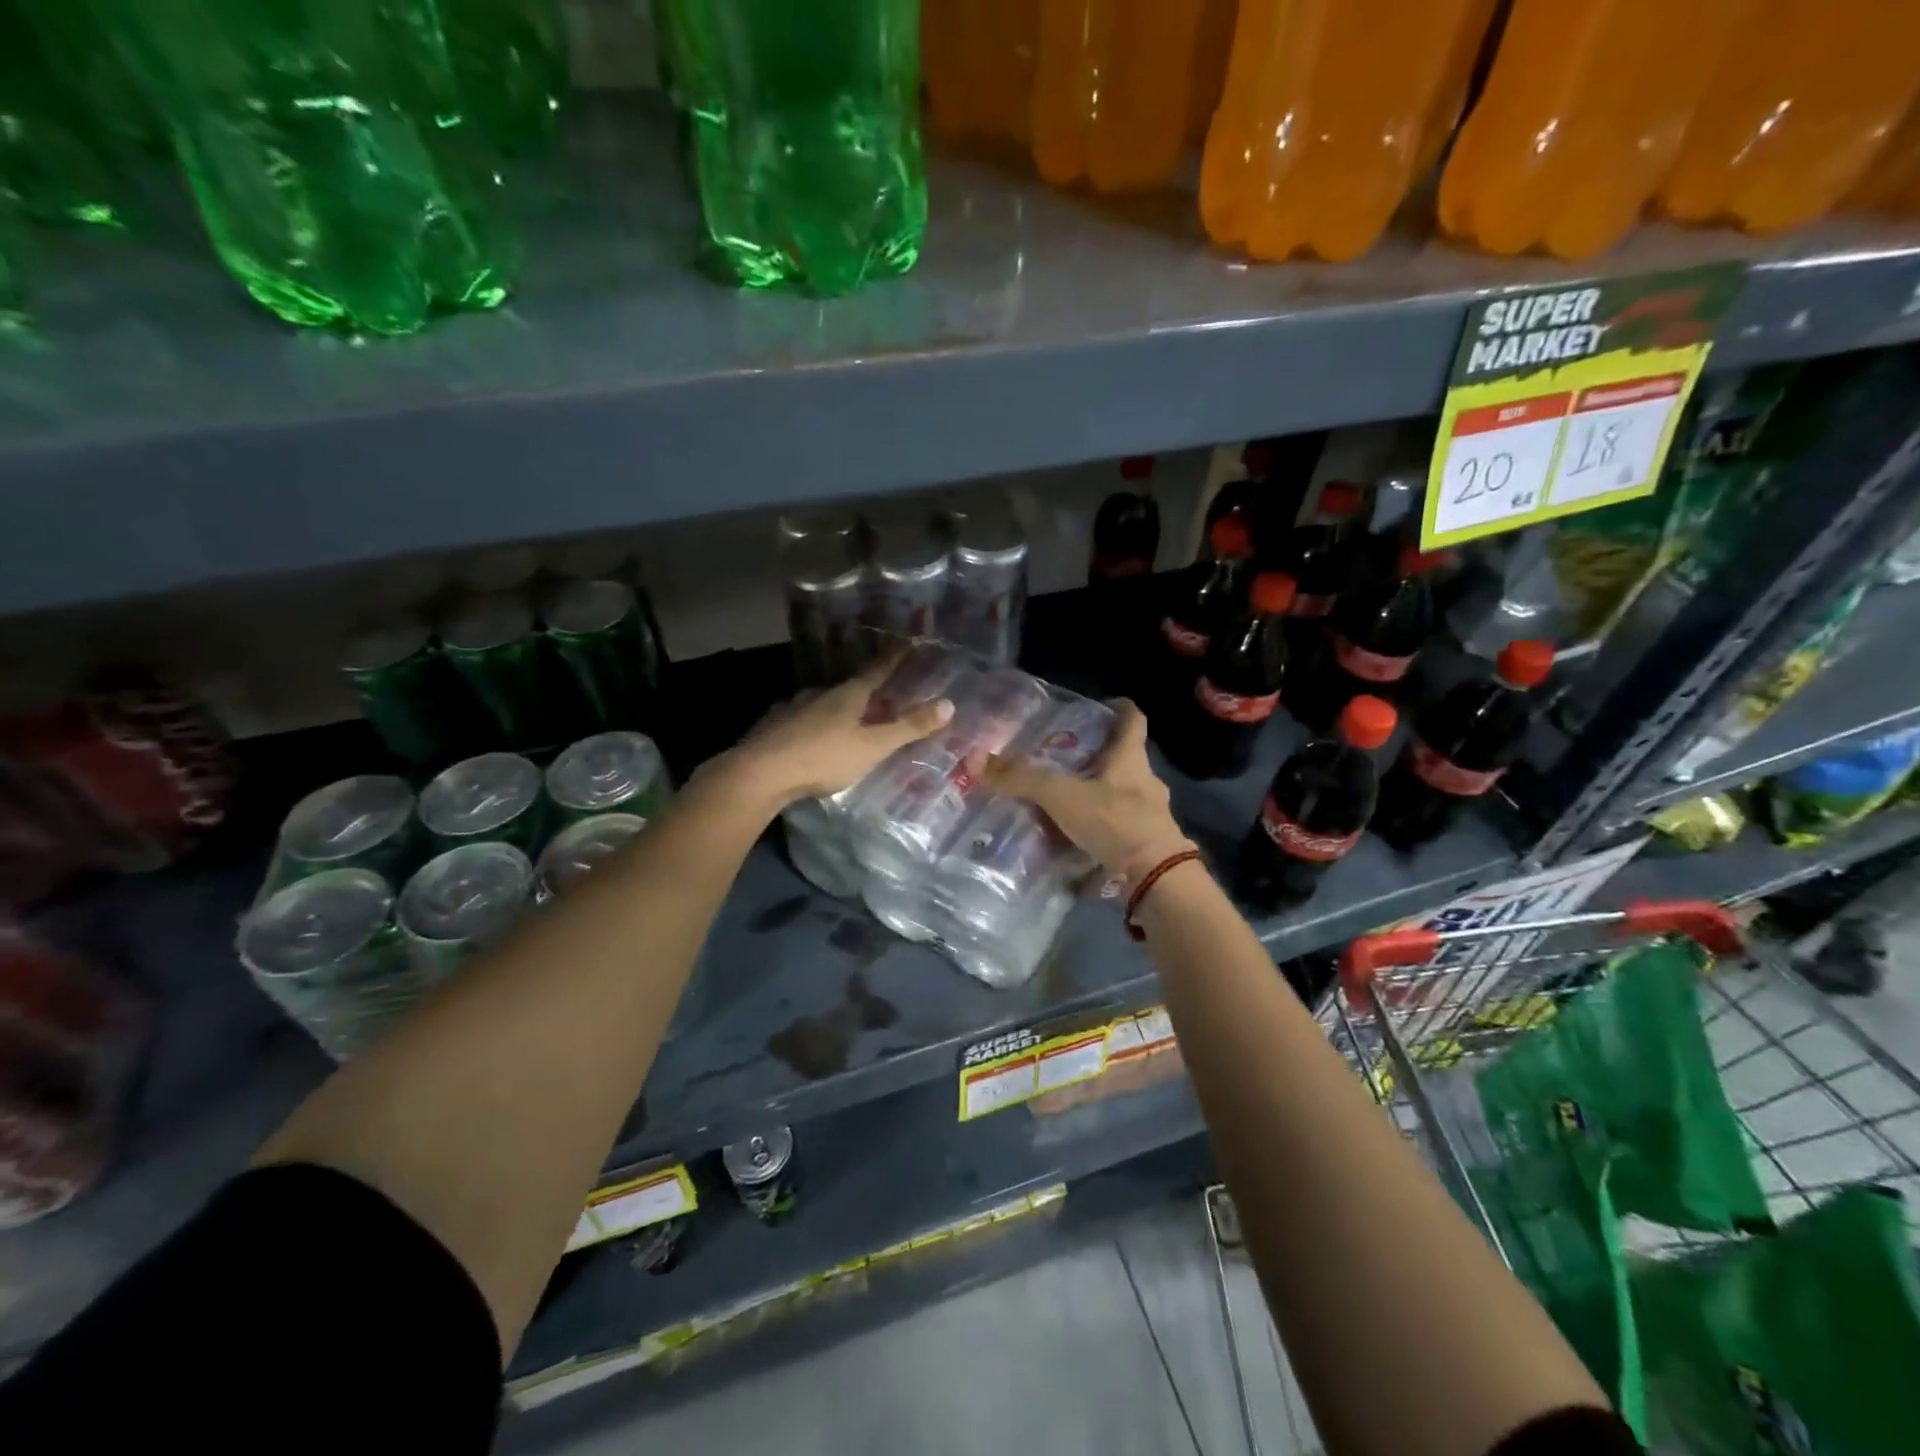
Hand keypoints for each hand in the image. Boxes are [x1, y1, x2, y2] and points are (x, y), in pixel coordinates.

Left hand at [717, 656, 954, 810]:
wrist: (759, 773)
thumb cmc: (822, 758)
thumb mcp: (872, 746)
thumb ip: (908, 728)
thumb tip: (949, 704)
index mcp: (847, 695)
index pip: (877, 671)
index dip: (894, 658)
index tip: (907, 642)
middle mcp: (819, 694)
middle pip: (848, 688)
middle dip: (864, 691)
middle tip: (878, 698)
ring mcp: (792, 708)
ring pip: (820, 704)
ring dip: (835, 708)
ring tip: (845, 721)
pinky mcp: (772, 727)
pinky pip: (799, 720)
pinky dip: (811, 725)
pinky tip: (808, 737)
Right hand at [982, 699, 1189, 873]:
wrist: (1156, 878)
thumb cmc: (1115, 823)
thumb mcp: (1062, 796)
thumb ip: (1022, 779)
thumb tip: (975, 760)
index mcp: (1131, 759)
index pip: (1133, 721)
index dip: (1120, 709)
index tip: (1103, 705)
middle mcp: (1145, 782)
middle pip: (1123, 759)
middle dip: (1096, 757)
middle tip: (1063, 757)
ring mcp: (1150, 816)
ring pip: (1120, 795)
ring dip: (1096, 795)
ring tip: (1063, 801)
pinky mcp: (1146, 845)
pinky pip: (1119, 828)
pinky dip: (1099, 829)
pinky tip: (1076, 839)